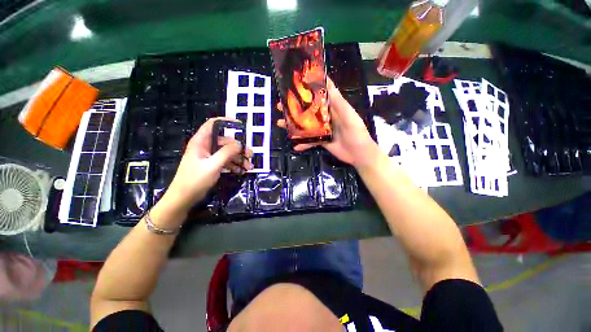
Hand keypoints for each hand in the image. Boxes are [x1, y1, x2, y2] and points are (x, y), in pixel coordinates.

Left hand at [161, 117, 252, 215]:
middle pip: (225, 141)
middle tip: (250, 155)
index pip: (213, 124)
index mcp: (201, 142)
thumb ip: (227, 153)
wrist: (183, 199)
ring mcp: (209, 156)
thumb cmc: (195, 180)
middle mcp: (205, 146)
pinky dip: (234, 165)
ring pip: (227, 152)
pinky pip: (225, 161)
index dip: (226, 122)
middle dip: (239, 148)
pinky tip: (242, 171)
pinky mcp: (211, 165)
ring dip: (239, 158)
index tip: (241, 125)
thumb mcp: (213, 166)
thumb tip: (240, 144)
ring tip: (249, 167)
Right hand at [278, 78, 377, 168]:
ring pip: (306, 126)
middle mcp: (326, 117)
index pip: (317, 96)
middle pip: (308, 111)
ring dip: (294, 125)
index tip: (292, 86)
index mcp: (332, 108)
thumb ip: (337, 100)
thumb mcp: (347, 114)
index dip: (306, 90)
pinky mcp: (322, 141)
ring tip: (280, 124)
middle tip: (280, 107)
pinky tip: (294, 146)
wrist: (359, 154)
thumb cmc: (356, 132)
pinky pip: (310, 141)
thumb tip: (326, 80)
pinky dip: (303, 144)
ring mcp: (323, 130)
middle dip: (294, 109)